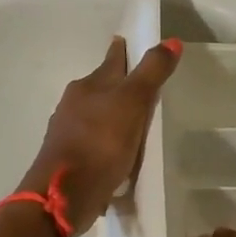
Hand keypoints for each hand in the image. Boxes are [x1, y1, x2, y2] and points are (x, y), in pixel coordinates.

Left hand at [19, 37, 180, 233]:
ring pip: (95, 114)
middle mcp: (75, 104)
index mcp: (89, 85)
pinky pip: (94, 141)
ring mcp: (69, 132)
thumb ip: (152, 72)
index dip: (122, 51)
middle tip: (140, 83)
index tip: (127, 41)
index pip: (111, 61)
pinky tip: (118, 151)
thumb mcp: (132, 103)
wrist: (63, 195)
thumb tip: (172, 41)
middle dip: (117, 83)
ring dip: (112, 114)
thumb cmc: (100, 143)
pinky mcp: (71, 159)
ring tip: (133, 118)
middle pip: (101, 86)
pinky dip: (106, 140)